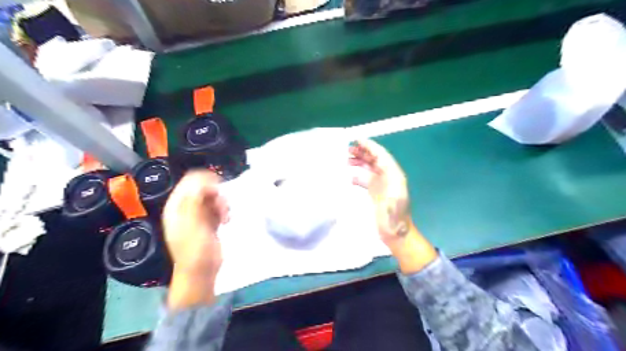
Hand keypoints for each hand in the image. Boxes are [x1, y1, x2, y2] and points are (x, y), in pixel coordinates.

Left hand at [161, 170, 229, 308]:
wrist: (201, 272)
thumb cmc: (195, 250)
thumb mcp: (193, 224)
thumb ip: (195, 200)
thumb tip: (202, 180)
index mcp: (177, 206)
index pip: (189, 182)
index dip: (205, 181)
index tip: (218, 190)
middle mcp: (186, 208)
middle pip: (203, 188)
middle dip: (216, 195)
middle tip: (223, 207)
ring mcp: (198, 215)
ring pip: (213, 198)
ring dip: (222, 204)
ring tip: (225, 216)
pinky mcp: (209, 222)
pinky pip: (218, 208)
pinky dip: (224, 211)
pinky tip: (226, 221)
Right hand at [350, 139, 436, 273]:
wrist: (396, 235)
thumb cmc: (394, 220)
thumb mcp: (392, 203)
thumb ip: (385, 187)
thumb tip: (379, 176)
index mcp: (394, 176)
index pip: (381, 155)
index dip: (370, 146)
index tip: (357, 140)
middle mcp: (388, 177)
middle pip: (375, 159)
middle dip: (363, 152)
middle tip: (347, 149)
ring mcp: (382, 185)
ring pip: (369, 168)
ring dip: (359, 161)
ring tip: (346, 159)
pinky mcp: (376, 192)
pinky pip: (366, 179)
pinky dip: (357, 175)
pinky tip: (349, 177)